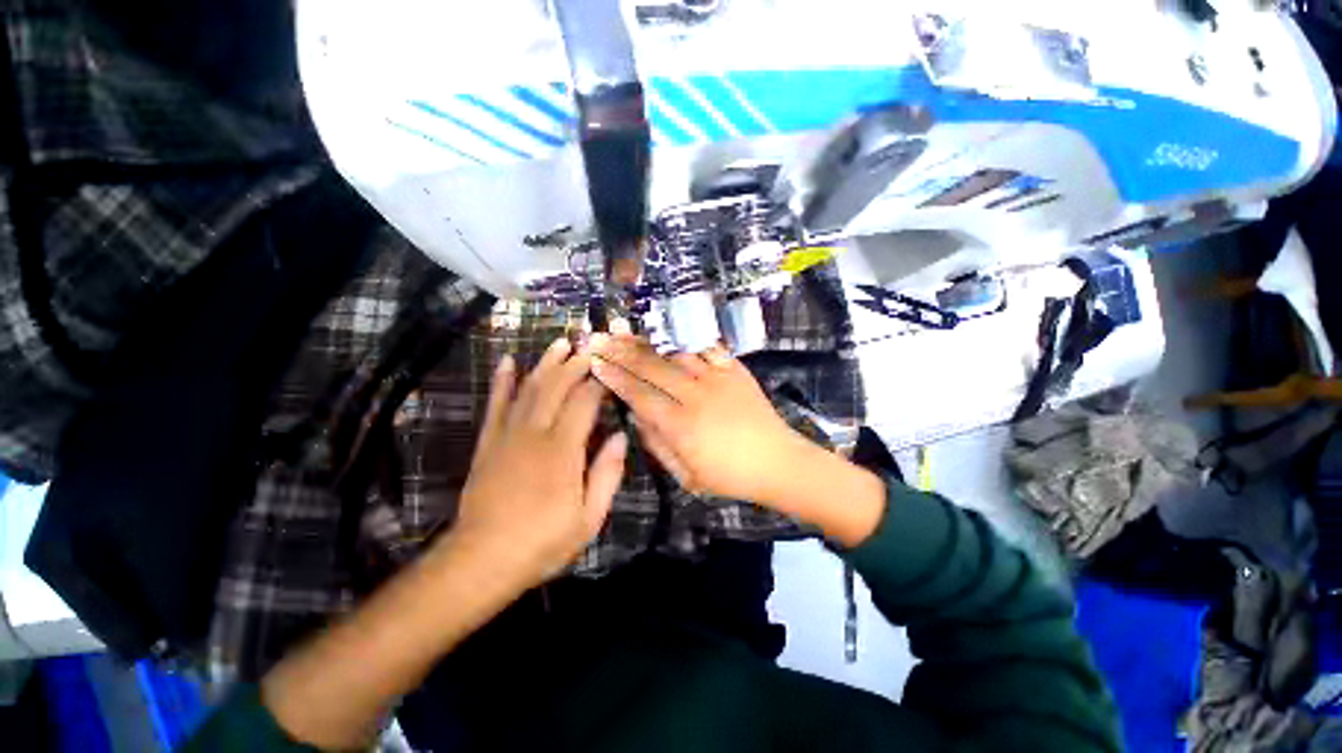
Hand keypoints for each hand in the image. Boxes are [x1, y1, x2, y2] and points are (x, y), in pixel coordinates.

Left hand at [446, 339, 626, 587]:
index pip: (584, 402)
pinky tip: (507, 362)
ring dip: (545, 364)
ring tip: (559, 343)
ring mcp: (508, 436)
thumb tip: (621, 436)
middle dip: (574, 363)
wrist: (483, 560)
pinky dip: (501, 382)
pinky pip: (495, 405)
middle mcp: (535, 434)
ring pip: (529, 389)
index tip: (610, 368)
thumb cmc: (543, 542)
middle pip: (556, 387)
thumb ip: (608, 473)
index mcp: (563, 450)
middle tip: (589, 344)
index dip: (598, 382)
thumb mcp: (589, 517)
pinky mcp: (488, 443)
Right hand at [588, 335, 813, 506]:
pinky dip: (684, 341)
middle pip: (651, 368)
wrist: (778, 461)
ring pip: (674, 354)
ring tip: (623, 331)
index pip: (639, 394)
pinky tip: (667, 334)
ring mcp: (717, 378)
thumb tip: (637, 417)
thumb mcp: (687, 475)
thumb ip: (658, 445)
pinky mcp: (735, 370)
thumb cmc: (729, 476)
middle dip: (621, 352)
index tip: (595, 363)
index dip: (615, 377)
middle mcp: (696, 395)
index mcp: (681, 425)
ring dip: (647, 343)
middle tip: (598, 339)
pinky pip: (706, 348)